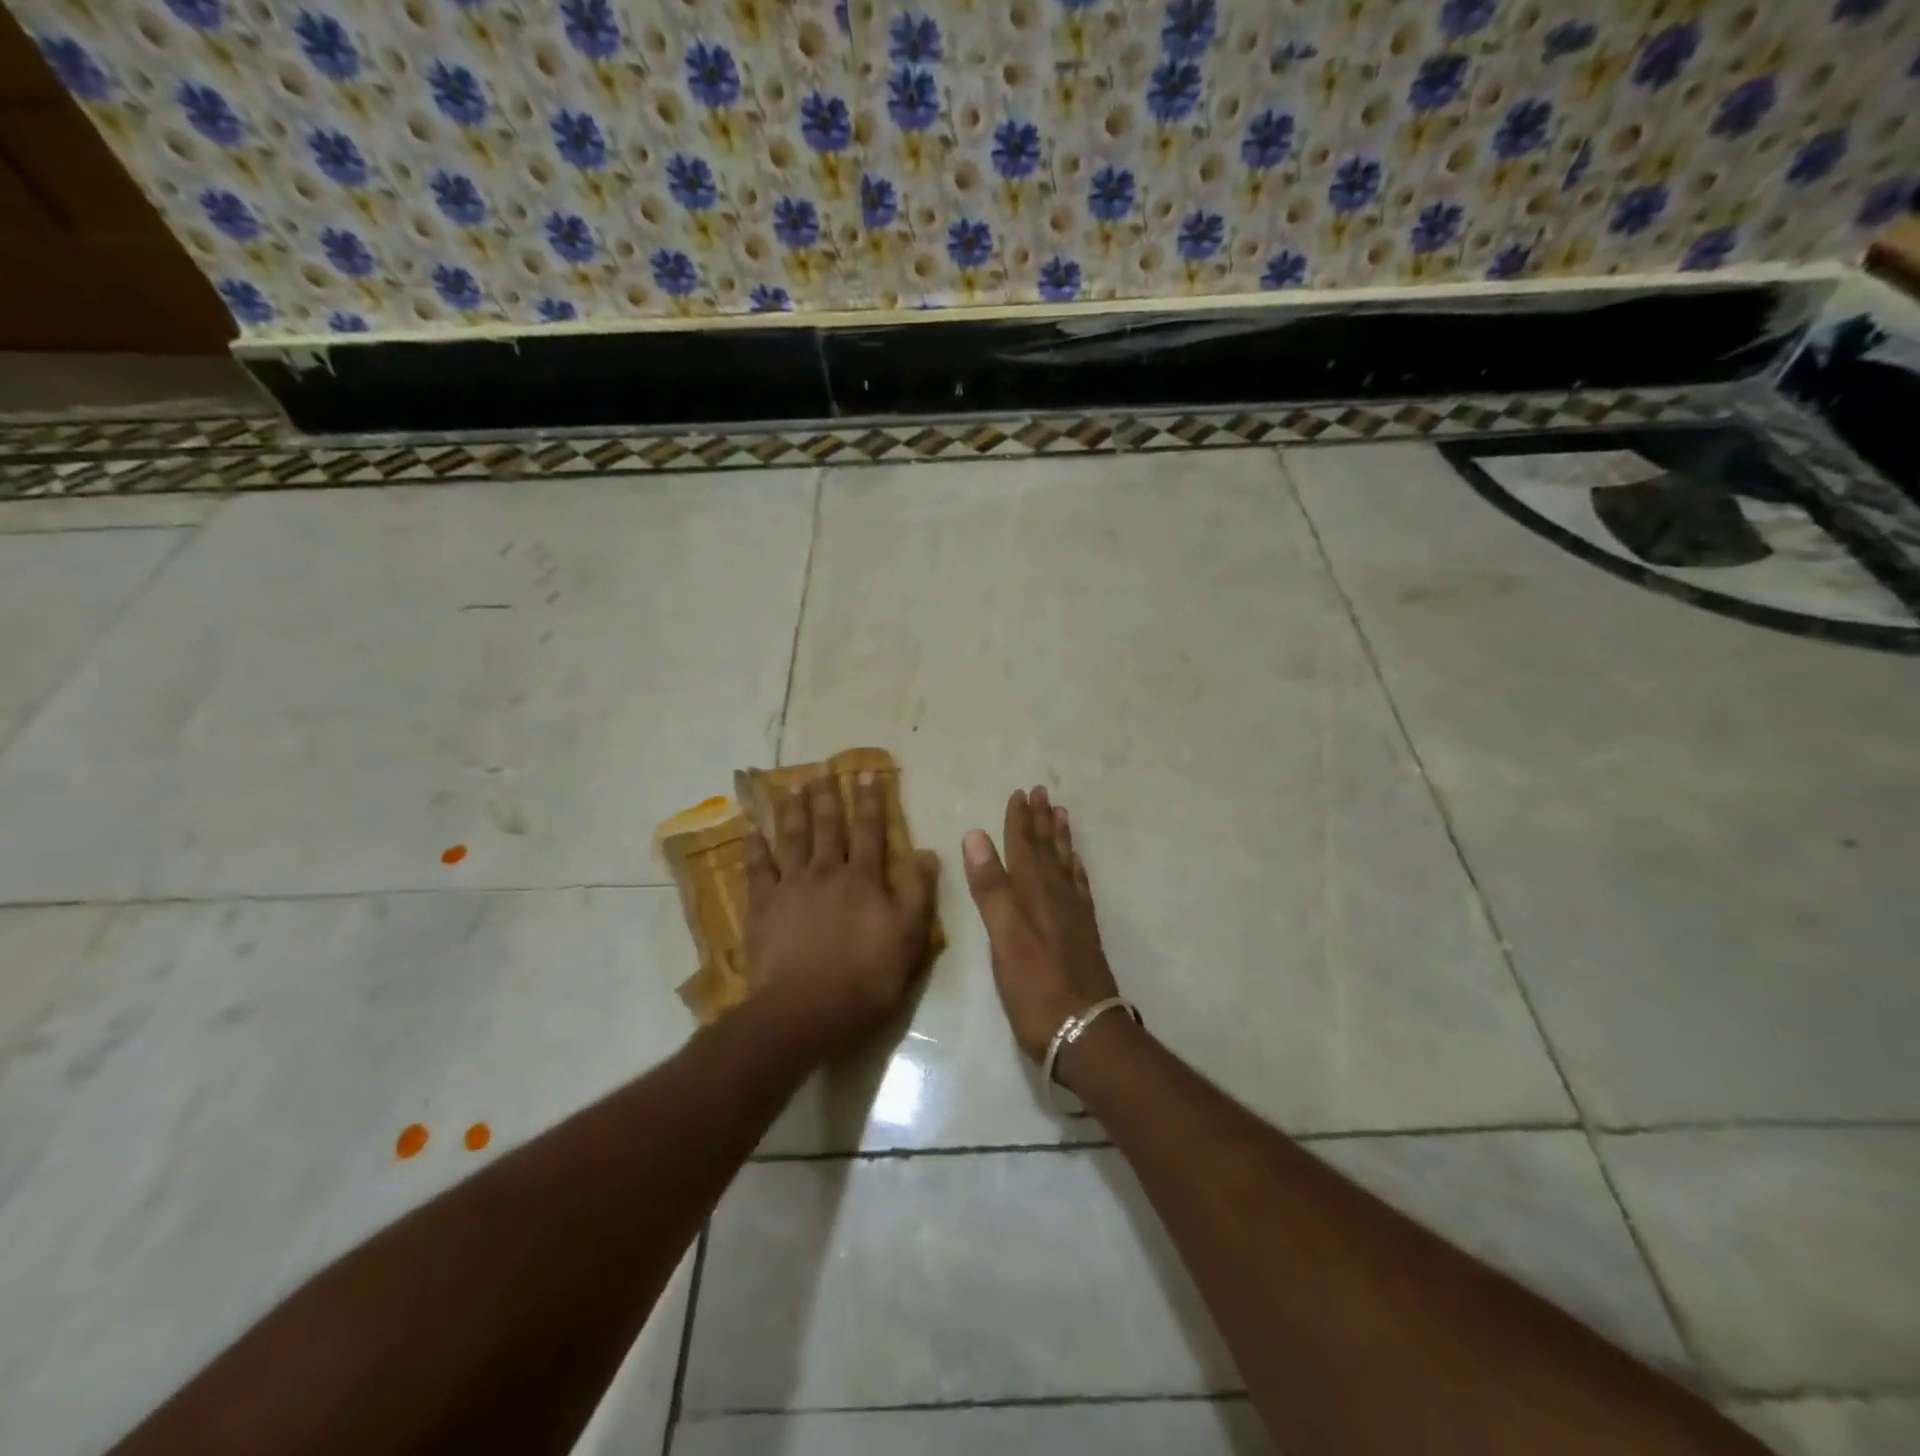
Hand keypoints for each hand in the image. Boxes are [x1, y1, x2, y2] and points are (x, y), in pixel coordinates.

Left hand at [743, 771, 939, 1052]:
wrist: (804, 1009)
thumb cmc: (864, 978)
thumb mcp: (909, 939)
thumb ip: (919, 894)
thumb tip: (926, 852)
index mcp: (864, 879)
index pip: (871, 831)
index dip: (871, 802)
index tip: (868, 774)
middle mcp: (827, 872)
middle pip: (828, 827)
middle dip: (828, 797)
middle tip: (823, 769)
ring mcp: (791, 887)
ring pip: (792, 838)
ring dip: (792, 810)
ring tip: (791, 785)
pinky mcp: (763, 906)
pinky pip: (757, 867)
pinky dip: (753, 845)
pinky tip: (750, 827)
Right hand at [962, 786, 1120, 1065]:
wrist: (1086, 1031)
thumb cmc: (1035, 988)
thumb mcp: (1004, 938)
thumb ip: (991, 888)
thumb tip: (975, 835)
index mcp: (1033, 894)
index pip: (1024, 847)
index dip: (1019, 820)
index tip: (1019, 793)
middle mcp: (1056, 897)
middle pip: (1047, 850)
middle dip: (1041, 821)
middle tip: (1041, 791)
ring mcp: (1074, 915)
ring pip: (1066, 864)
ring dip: (1060, 838)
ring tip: (1060, 814)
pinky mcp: (1084, 934)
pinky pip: (1080, 888)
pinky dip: (1075, 869)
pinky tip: (1076, 866)